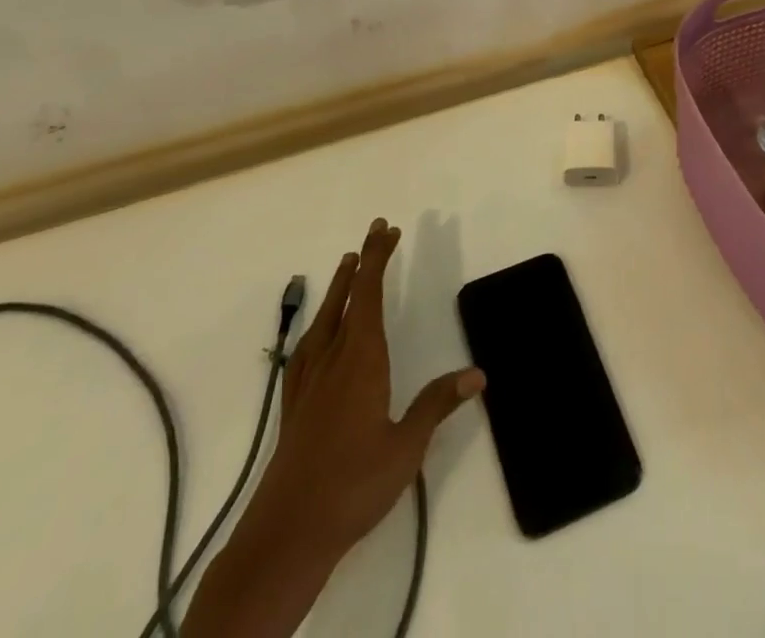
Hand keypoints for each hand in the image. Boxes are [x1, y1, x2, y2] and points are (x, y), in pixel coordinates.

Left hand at [183, 219, 482, 637]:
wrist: (286, 535)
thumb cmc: (352, 486)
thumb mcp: (406, 448)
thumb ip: (437, 405)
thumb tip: (478, 373)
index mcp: (361, 360)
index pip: (368, 295)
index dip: (378, 259)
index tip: (388, 229)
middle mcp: (332, 359)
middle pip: (347, 297)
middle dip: (363, 262)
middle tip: (376, 230)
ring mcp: (308, 381)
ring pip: (324, 318)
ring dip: (339, 287)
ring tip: (348, 263)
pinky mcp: (294, 403)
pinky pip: (307, 346)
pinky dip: (318, 323)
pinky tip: (318, 331)